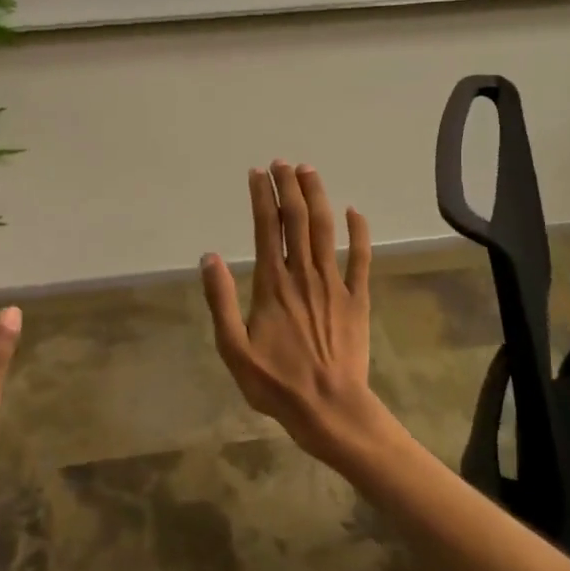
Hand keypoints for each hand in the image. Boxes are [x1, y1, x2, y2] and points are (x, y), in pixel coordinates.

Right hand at [200, 161, 387, 462]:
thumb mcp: (233, 348)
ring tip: (309, 171)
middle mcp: (302, 274)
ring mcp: (333, 284)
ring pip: (325, 229)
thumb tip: (209, 257)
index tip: (257, 174)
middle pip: (295, 220)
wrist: (329, 407)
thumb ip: (220, 301)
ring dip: (317, 197)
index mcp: (272, 284)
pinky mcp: (356, 298)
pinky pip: (360, 257)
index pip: (265, 229)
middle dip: (288, 187)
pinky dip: (358, 232)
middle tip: (282, 163)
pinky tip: (355, 212)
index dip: (261, 198)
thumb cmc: (276, 382)